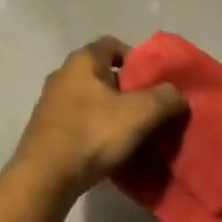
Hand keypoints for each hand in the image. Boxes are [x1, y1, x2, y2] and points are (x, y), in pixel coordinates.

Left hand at [10, 37, 187, 199]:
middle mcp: (63, 74)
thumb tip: (177, 94)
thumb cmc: (93, 133)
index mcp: (83, 61)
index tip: (154, 81)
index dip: (137, 58)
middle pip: (102, 72)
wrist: (45, 177)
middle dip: (126, 88)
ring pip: (90, 98)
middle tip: (148, 108)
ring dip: (110, 111)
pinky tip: (108, 148)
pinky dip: (95, 129)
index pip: (113, 44)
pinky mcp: (46, 129)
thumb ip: (165, 98)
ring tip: (132, 132)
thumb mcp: (140, 113)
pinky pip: (78, 120)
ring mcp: (50, 102)